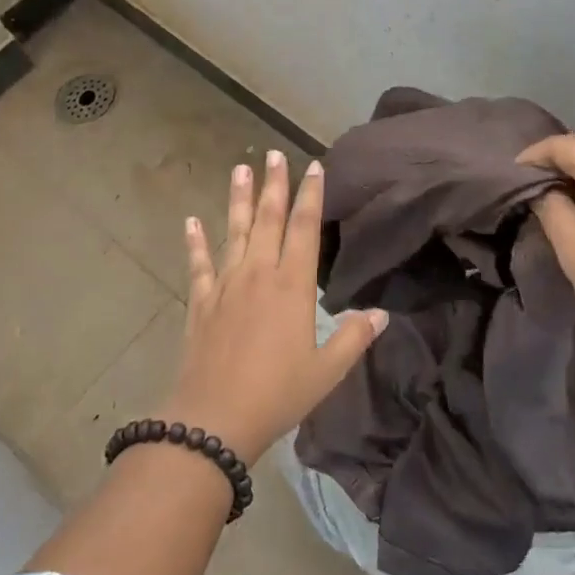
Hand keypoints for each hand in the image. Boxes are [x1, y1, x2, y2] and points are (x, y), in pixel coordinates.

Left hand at [158, 151, 386, 463]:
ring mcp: (225, 286)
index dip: (310, 196)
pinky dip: (195, 242)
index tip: (313, 166)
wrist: (212, 421)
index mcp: (292, 286)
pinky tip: (191, 221)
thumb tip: (383, 314)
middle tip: (274, 153)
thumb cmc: (277, 395)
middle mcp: (258, 275)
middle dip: (274, 184)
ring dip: (239, 199)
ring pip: (235, 232)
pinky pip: (198, 264)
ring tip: (241, 167)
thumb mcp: (326, 372)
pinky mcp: (201, 302)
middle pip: (268, 220)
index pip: (304, 229)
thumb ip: (354, 338)